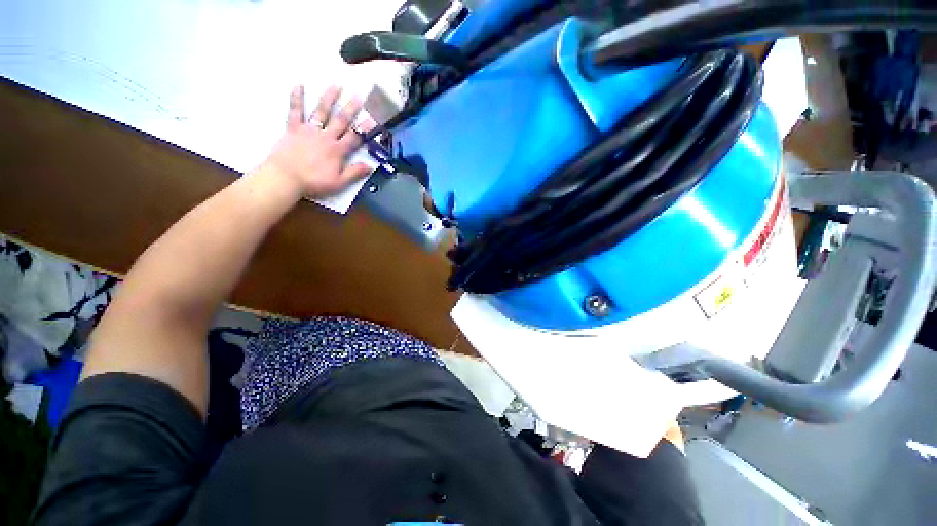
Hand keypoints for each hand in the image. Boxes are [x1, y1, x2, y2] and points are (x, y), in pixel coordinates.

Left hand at [260, 85, 373, 198]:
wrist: (285, 178)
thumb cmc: (313, 182)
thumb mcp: (339, 182)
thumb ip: (354, 173)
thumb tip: (370, 166)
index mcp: (337, 150)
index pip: (355, 137)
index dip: (365, 128)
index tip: (373, 118)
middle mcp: (325, 137)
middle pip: (340, 120)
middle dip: (351, 108)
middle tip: (358, 95)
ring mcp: (309, 130)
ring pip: (321, 111)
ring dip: (329, 98)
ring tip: (336, 85)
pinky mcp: (293, 129)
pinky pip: (295, 111)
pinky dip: (297, 98)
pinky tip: (299, 85)